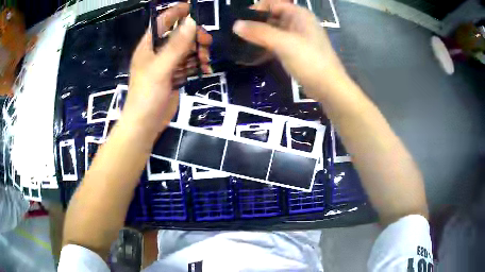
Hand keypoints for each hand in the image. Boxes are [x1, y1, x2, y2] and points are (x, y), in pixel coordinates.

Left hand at [124, 3, 211, 133]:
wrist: (145, 124)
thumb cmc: (146, 96)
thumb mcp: (161, 68)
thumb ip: (176, 46)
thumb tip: (191, 22)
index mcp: (149, 46)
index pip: (162, 22)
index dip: (175, 12)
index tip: (192, 8)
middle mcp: (158, 52)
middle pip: (179, 35)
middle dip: (194, 37)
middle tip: (206, 43)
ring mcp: (167, 64)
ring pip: (187, 49)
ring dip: (198, 52)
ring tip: (205, 61)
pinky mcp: (174, 76)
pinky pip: (189, 63)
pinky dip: (198, 65)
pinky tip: (205, 70)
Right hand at [233, 1, 346, 99]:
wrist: (329, 87)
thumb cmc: (309, 60)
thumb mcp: (283, 43)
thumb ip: (259, 32)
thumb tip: (235, 25)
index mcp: (298, 15)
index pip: (272, 4)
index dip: (256, 9)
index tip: (239, 20)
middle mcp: (298, 23)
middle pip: (272, 17)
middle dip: (255, 24)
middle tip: (237, 34)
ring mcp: (297, 38)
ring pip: (273, 32)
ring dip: (259, 37)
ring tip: (240, 44)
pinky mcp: (296, 52)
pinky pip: (277, 45)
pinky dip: (266, 48)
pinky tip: (253, 55)